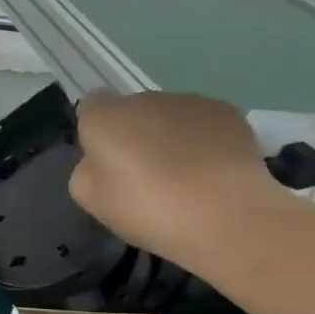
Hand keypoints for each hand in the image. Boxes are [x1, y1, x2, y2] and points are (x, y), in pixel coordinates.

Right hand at [67, 91, 281, 266]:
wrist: (224, 214)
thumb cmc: (145, 208)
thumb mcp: (90, 199)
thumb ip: (87, 170)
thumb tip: (100, 161)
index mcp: (105, 117)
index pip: (91, 107)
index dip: (95, 132)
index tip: (105, 162)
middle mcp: (145, 99)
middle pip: (132, 111)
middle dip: (134, 135)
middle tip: (143, 177)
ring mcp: (190, 102)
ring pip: (169, 116)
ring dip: (168, 137)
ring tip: (182, 178)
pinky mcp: (228, 113)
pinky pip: (202, 124)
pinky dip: (201, 142)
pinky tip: (209, 173)